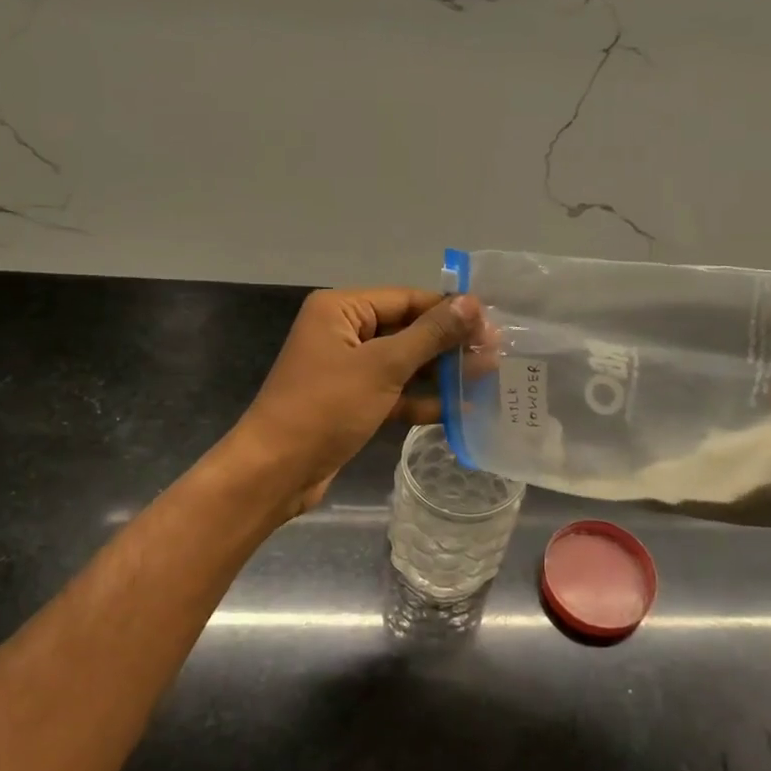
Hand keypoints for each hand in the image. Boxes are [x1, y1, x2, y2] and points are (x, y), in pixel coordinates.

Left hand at [231, 287, 480, 511]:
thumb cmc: (326, 408)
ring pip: (403, 363)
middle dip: (448, 344)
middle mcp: (343, 332)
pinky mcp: (352, 402)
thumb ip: (430, 334)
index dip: (450, 311)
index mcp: (341, 309)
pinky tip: (459, 410)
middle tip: (495, 356)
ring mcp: (347, 369)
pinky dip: (421, 400)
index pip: (407, 299)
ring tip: (486, 380)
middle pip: (407, 330)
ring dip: (440, 373)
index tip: (492, 327)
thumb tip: (472, 303)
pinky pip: (394, 392)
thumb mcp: (383, 366)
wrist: (275, 471)